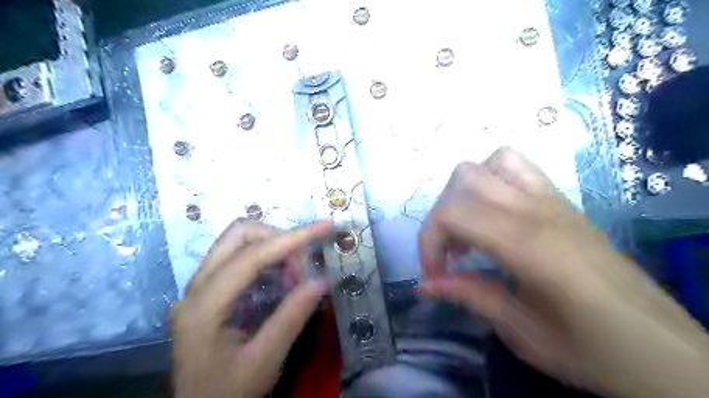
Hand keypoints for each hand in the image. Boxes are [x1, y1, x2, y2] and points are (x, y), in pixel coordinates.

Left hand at [176, 221, 333, 397]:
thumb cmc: (227, 392)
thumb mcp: (264, 361)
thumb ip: (292, 317)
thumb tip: (324, 279)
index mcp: (204, 306)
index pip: (251, 256)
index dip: (292, 238)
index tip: (325, 227)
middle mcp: (196, 286)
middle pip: (239, 235)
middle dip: (279, 239)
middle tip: (303, 265)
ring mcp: (200, 285)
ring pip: (238, 241)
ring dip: (273, 247)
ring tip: (294, 276)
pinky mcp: (209, 288)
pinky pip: (239, 255)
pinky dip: (266, 258)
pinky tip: (280, 280)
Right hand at [417, 148, 708, 396]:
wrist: (665, 350)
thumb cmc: (594, 350)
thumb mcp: (523, 332)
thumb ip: (470, 297)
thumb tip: (424, 286)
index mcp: (530, 245)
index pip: (453, 214)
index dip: (429, 242)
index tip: (433, 277)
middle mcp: (539, 210)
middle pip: (464, 180)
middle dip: (440, 218)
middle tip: (448, 257)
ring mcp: (554, 200)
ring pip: (490, 162)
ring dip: (465, 192)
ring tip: (468, 230)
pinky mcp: (563, 202)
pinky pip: (518, 167)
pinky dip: (492, 179)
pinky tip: (493, 214)